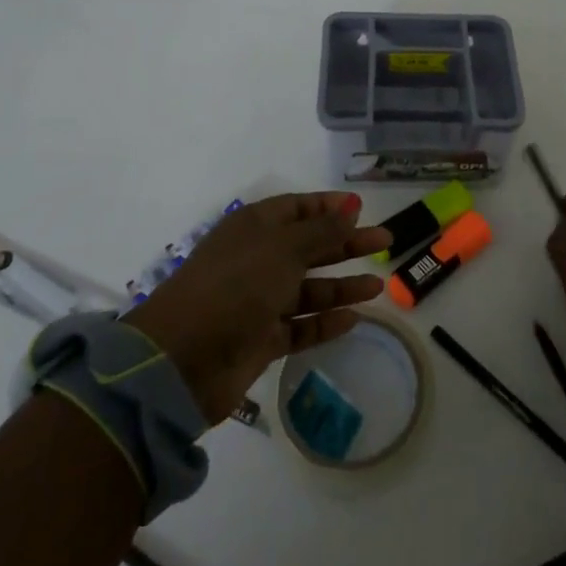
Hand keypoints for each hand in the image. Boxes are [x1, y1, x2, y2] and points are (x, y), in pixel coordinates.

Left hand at [125, 193, 391, 422]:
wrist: (180, 359)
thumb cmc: (235, 286)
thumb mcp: (283, 248)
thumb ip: (322, 230)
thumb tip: (351, 206)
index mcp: (255, 227)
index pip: (297, 208)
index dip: (329, 207)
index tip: (362, 209)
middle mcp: (257, 259)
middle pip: (309, 246)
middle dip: (346, 244)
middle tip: (385, 242)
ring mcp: (257, 301)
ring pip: (308, 288)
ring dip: (341, 286)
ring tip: (378, 287)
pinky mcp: (259, 340)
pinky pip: (299, 326)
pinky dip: (324, 322)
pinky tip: (354, 319)